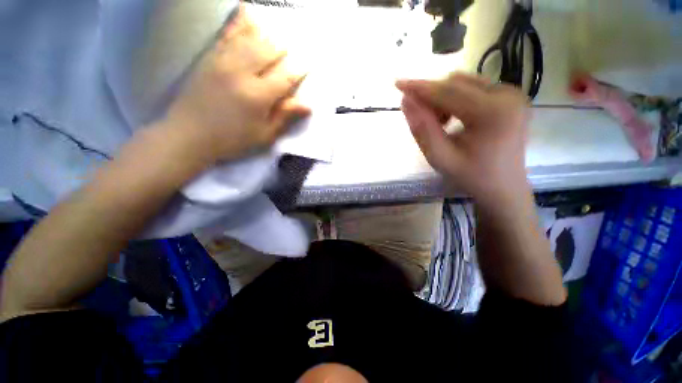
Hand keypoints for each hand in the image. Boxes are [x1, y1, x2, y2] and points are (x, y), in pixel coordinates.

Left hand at [161, 8, 309, 163]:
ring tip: (278, 37)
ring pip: (251, 38)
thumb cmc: (232, 139)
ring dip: (268, 36)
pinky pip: (227, 33)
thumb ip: (284, 116)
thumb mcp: (264, 134)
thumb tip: (307, 105)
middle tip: (293, 54)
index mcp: (258, 95)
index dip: (299, 71)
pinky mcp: (210, 57)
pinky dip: (239, 22)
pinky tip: (247, 11)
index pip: (285, 77)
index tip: (308, 65)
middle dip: (285, 51)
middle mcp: (242, 72)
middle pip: (270, 51)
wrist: (189, 134)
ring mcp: (224, 61)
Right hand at [396, 74, 530, 205]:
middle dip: (432, 97)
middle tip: (421, 119)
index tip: (398, 83)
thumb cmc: (471, 176)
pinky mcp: (511, 97)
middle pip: (456, 84)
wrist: (503, 186)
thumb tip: (406, 101)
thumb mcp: (440, 158)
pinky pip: (474, 88)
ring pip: (464, 83)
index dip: (420, 88)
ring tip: (440, 124)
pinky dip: (456, 99)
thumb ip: (422, 129)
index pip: (447, 92)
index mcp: (492, 113)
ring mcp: (512, 94)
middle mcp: (507, 95)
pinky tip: (453, 118)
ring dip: (443, 99)